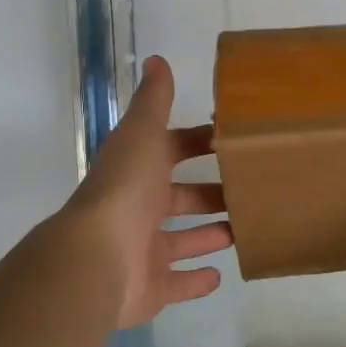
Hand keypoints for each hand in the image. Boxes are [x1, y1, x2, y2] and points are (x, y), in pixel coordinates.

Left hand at [67, 56, 233, 328]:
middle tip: (247, 190)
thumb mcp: (143, 134)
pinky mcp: (151, 287)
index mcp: (138, 171)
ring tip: (242, 230)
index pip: (172, 151)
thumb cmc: (126, 189)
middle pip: (180, 198)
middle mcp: (138, 208)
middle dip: (209, 194)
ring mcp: (143, 250)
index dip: (197, 144)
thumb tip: (157, 59)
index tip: (232, 141)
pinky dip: (196, 281)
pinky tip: (220, 275)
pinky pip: (177, 284)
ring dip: (208, 234)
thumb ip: (154, 100)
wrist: (98, 257)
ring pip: (181, 240)